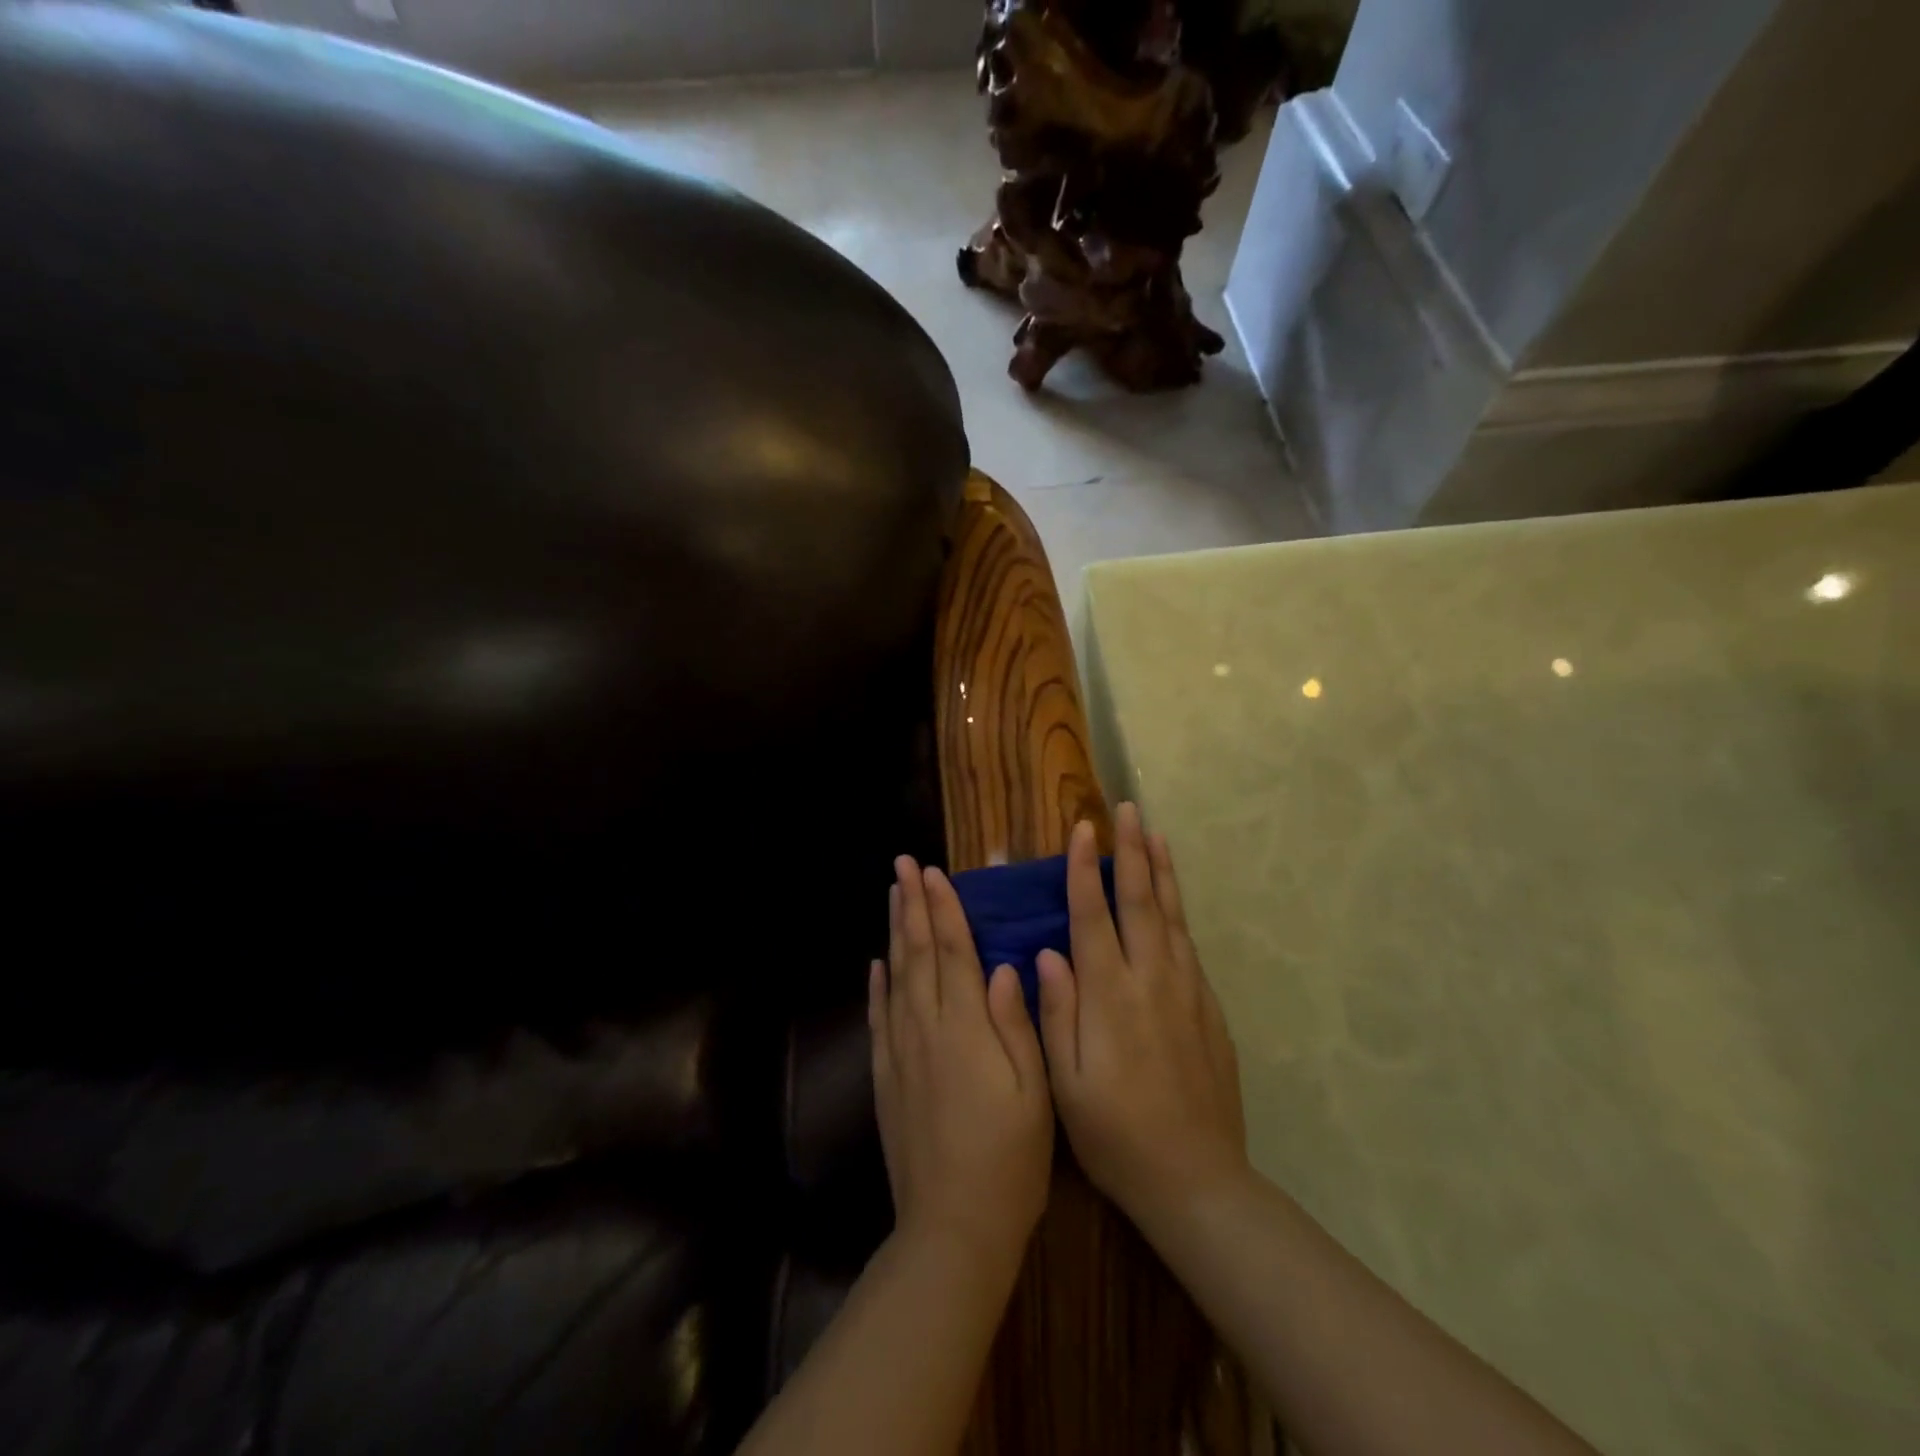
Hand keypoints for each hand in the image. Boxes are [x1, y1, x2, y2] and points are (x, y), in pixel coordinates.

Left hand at [871, 856, 1053, 1270]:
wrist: (953, 1226)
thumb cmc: (1010, 1158)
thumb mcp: (1034, 1091)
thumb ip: (1016, 1023)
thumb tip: (1001, 966)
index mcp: (966, 1027)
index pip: (953, 951)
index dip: (944, 908)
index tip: (933, 872)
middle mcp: (926, 1027)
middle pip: (917, 952)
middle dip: (912, 904)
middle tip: (903, 864)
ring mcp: (900, 1051)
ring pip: (895, 975)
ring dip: (894, 930)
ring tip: (891, 895)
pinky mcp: (886, 1076)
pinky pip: (879, 1017)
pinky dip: (877, 984)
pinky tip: (877, 963)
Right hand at [1036, 803, 1248, 1233]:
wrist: (1195, 1179)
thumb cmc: (1115, 1134)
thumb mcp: (1066, 1082)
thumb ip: (1057, 1011)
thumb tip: (1047, 951)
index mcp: (1109, 996)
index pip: (1092, 916)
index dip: (1084, 870)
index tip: (1082, 829)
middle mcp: (1150, 981)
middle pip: (1139, 901)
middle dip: (1130, 851)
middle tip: (1126, 809)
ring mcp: (1185, 991)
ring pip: (1171, 915)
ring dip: (1161, 870)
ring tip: (1154, 832)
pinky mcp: (1207, 1008)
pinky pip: (1188, 944)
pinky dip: (1179, 909)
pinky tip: (1172, 897)